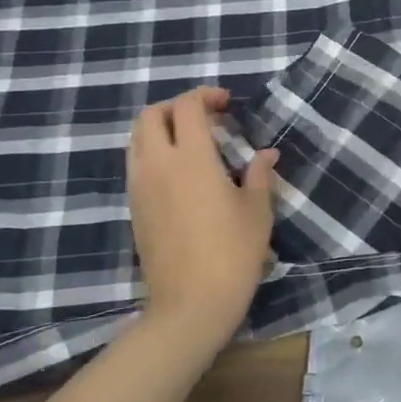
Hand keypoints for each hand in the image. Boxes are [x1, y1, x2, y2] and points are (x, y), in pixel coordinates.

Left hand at [127, 87, 277, 348]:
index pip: (187, 107)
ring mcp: (140, 187)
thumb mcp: (257, 211)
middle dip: (175, 107)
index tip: (227, 104)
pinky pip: (136, 164)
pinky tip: (180, 173)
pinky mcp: (134, 209)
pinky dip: (153, 153)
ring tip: (191, 143)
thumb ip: (259, 174)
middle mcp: (157, 165)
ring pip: (137, 139)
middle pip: (150, 115)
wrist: (190, 305)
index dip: (206, 96)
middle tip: (205, 118)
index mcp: (190, 158)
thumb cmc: (232, 254)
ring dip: (160, 129)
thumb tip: (266, 154)